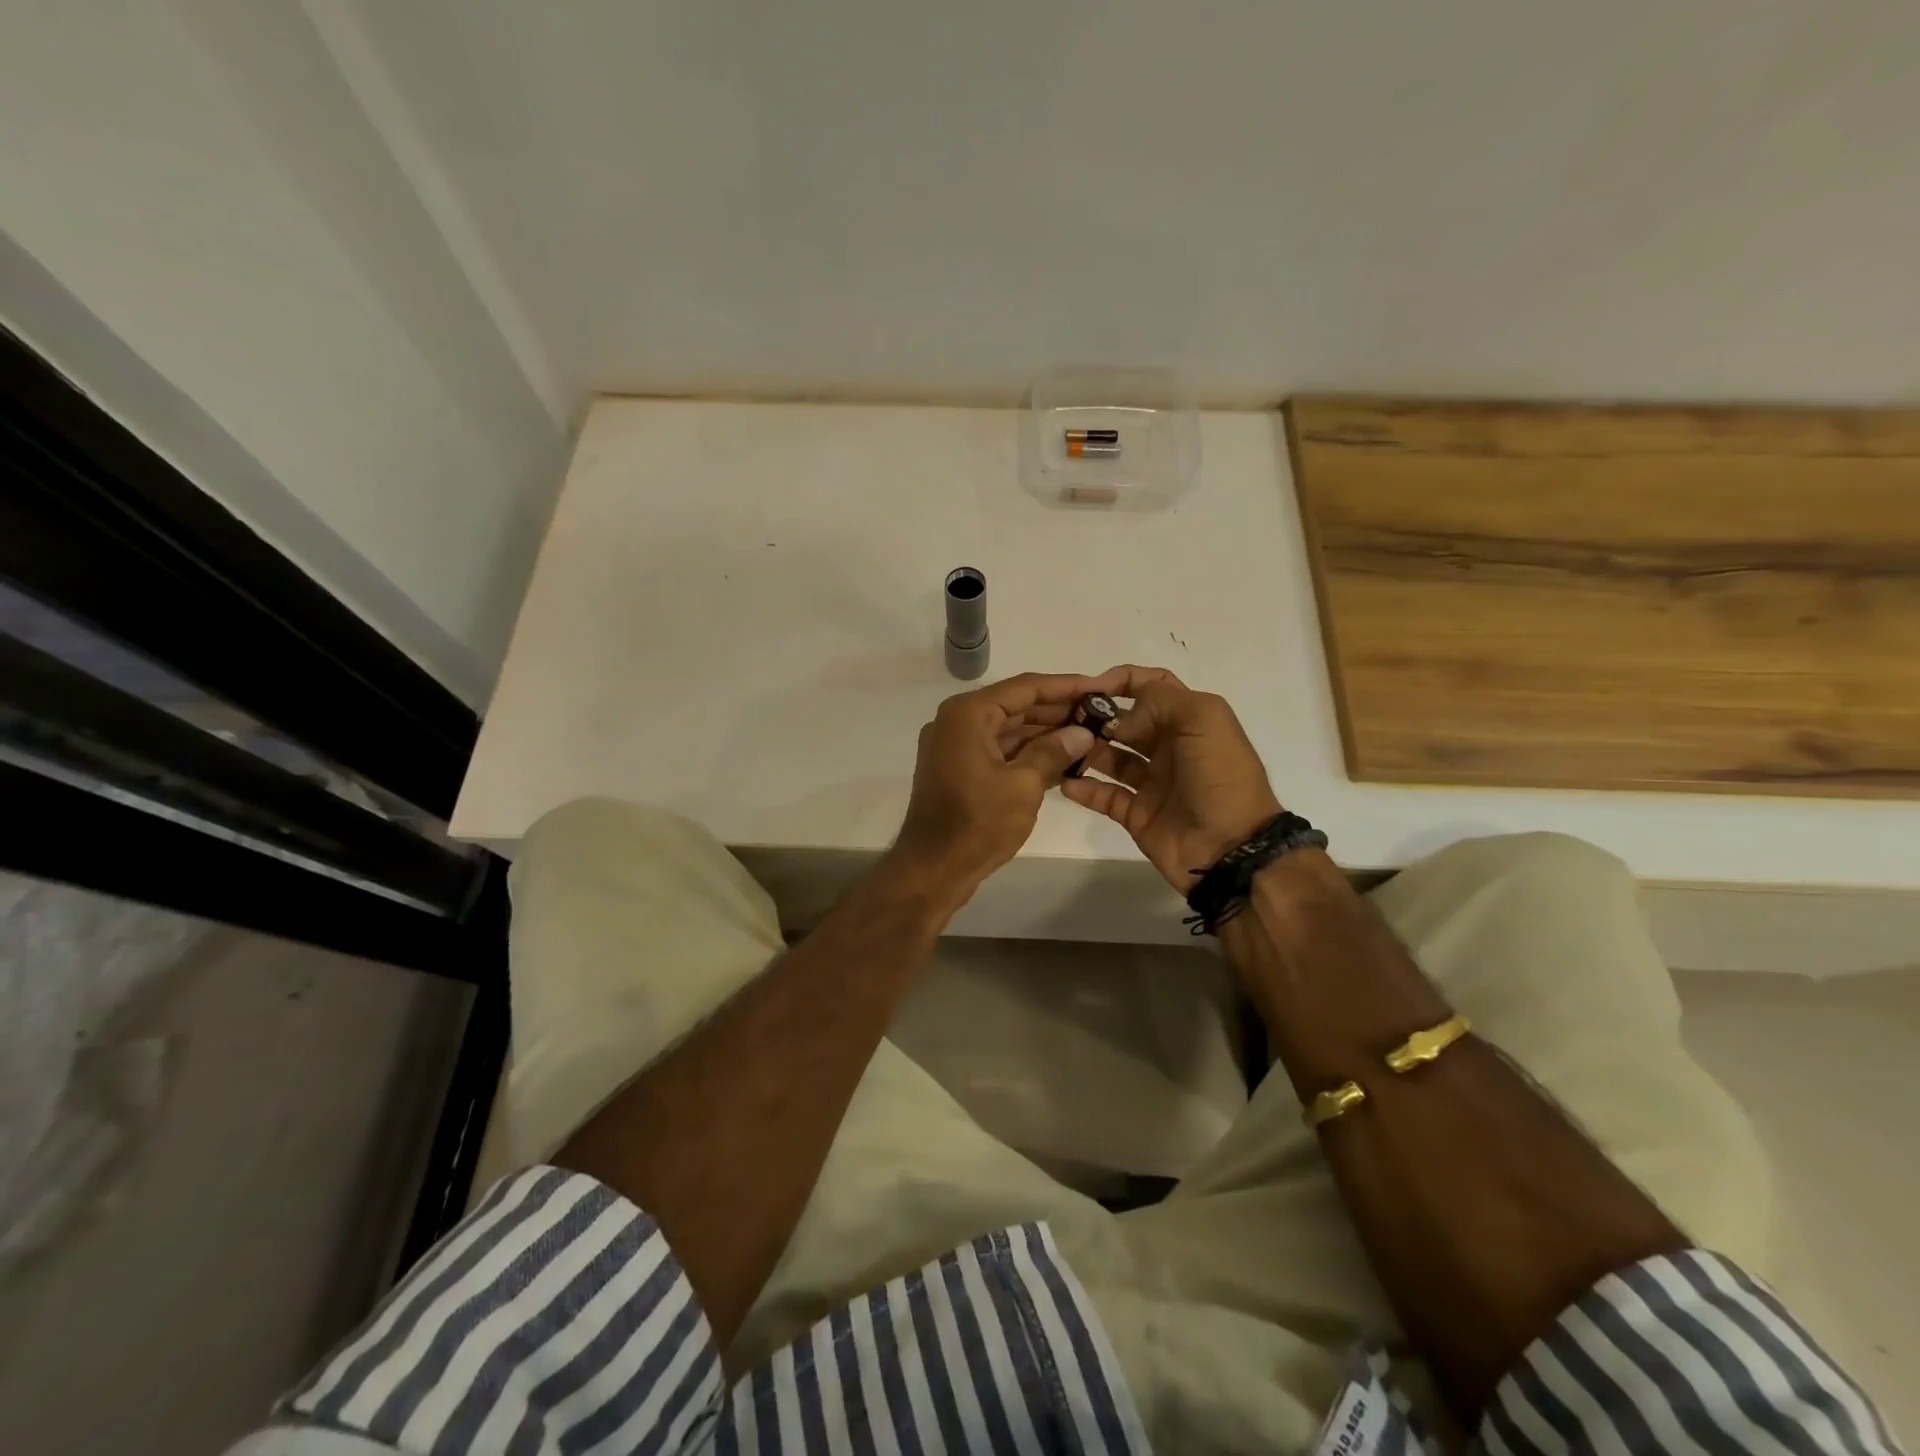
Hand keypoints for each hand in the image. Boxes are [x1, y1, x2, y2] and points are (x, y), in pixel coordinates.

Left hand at [889, 670, 1125, 904]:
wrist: (932, 869)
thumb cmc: (977, 824)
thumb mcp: (1023, 786)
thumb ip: (1053, 752)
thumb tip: (1083, 732)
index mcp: (968, 714)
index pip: (1025, 687)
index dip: (1066, 686)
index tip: (1100, 686)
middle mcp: (958, 721)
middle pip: (1017, 706)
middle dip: (1059, 710)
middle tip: (1102, 713)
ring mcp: (956, 745)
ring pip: (1010, 730)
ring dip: (1047, 733)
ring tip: (1090, 735)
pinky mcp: (960, 768)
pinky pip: (1000, 750)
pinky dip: (1028, 753)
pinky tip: (1065, 759)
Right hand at [1060, 666, 1282, 890]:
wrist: (1232, 848)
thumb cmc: (1221, 776)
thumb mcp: (1203, 720)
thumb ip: (1159, 701)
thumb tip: (1119, 719)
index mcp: (1189, 720)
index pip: (1153, 686)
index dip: (1123, 680)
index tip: (1091, 687)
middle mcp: (1169, 747)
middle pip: (1125, 722)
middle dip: (1097, 716)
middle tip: (1067, 720)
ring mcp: (1152, 782)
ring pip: (1110, 757)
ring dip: (1086, 749)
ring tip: (1061, 747)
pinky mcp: (1136, 813)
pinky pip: (1103, 795)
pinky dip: (1083, 788)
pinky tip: (1065, 781)